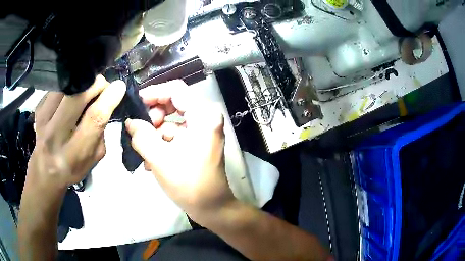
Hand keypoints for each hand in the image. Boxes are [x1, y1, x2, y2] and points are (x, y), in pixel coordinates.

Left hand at [26, 75, 125, 191]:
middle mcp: (55, 135)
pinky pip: (58, 87)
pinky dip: (70, 86)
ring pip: (68, 86)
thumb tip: (107, 99)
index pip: (93, 119)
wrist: (45, 170)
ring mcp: (43, 119)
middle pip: (77, 96)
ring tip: (86, 91)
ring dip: (83, 83)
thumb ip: (101, 131)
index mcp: (73, 154)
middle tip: (102, 86)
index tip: (119, 87)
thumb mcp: (93, 159)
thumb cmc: (73, 167)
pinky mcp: (38, 107)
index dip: (108, 99)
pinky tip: (71, 96)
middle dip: (96, 84)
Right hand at [125, 80, 235, 220]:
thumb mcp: (159, 158)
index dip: (153, 92)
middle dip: (153, 115)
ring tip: (142, 149)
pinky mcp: (199, 141)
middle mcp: (207, 117)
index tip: (135, 103)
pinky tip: (151, 159)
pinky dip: (162, 142)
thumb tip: (130, 121)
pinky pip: (177, 133)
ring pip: (172, 120)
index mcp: (203, 115)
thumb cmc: (189, 184)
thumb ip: (141, 135)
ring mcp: (203, 130)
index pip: (176, 90)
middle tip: (140, 129)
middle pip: (174, 103)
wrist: (211, 208)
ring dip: (155, 132)